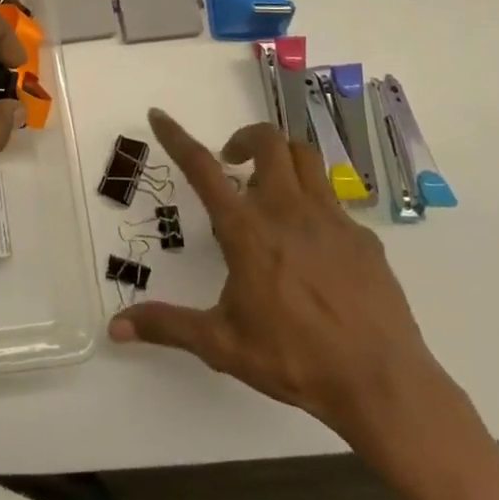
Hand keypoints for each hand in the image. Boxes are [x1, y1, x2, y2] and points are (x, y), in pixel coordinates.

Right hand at [111, 109, 452, 453]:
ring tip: (270, 186)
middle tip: (232, 162)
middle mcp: (287, 210)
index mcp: (246, 229)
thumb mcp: (222, 344)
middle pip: (268, 141)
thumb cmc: (294, 359)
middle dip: (244, 138)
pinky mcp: (363, 238)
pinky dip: (314, 202)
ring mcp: (331, 219)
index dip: (176, 137)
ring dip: (282, 157)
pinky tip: (311, 241)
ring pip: (305, 158)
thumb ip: (167, 327)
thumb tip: (115, 329)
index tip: (159, 115)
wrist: (383, 384)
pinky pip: (334, 201)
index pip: (202, 167)